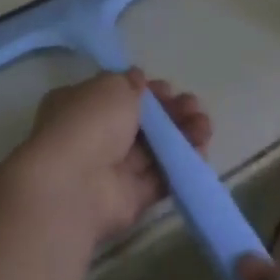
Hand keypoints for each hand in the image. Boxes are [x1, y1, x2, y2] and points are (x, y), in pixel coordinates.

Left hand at [11, 70, 211, 245]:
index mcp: (79, 104)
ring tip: (205, 126)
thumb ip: (129, 83)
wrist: (74, 187)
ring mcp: (111, 170)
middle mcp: (92, 136)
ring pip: (153, 149)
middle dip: (170, 112)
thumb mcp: (111, 86)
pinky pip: (160, 177)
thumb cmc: (88, 123)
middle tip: (194, 106)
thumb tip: (139, 80)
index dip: (146, 90)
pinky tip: (202, 150)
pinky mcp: (129, 199)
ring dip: (181, 135)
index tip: (169, 88)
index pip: (117, 94)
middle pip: (140, 122)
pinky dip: (181, 164)